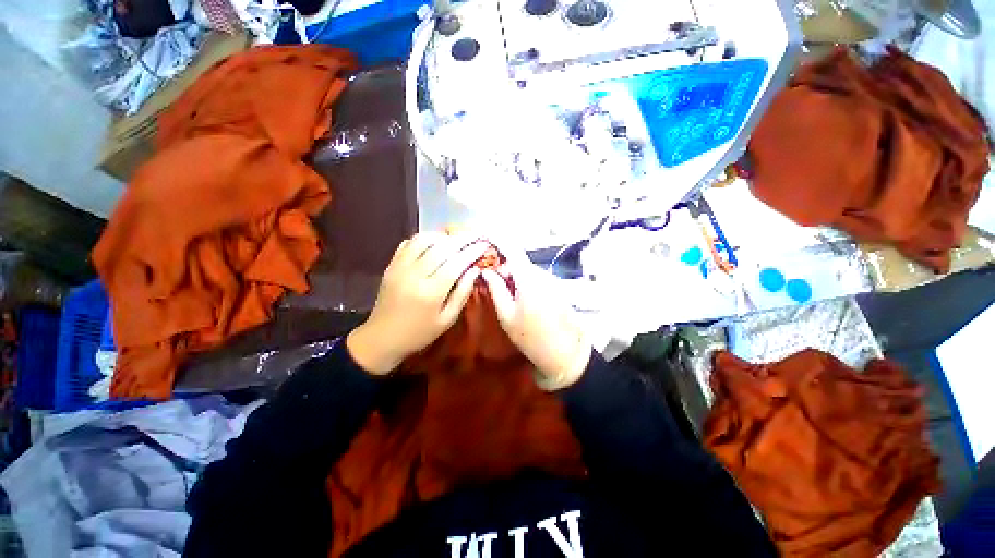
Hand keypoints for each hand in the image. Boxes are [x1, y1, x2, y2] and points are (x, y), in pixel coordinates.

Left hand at [347, 233, 489, 374]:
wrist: (382, 338)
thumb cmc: (419, 333)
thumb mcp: (447, 320)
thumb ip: (462, 293)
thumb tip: (475, 270)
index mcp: (431, 292)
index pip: (456, 263)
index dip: (472, 252)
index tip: (484, 245)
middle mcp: (415, 275)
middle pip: (442, 247)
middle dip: (462, 238)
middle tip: (476, 235)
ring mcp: (400, 267)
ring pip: (423, 240)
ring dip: (443, 236)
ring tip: (455, 239)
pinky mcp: (391, 265)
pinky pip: (408, 243)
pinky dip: (424, 239)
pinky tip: (434, 244)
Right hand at [481, 247, 590, 389]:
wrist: (564, 353)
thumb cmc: (531, 337)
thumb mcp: (507, 316)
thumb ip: (496, 289)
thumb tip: (487, 271)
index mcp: (528, 278)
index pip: (513, 250)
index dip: (499, 240)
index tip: (487, 237)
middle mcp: (542, 274)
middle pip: (520, 261)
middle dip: (506, 266)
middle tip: (494, 281)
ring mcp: (553, 281)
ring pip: (529, 270)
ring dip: (516, 276)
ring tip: (509, 294)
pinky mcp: (558, 288)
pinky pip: (538, 278)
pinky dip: (527, 282)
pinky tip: (524, 300)